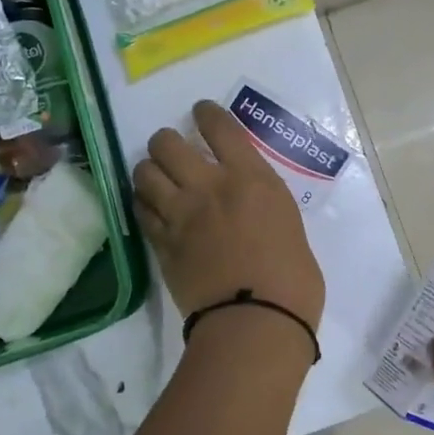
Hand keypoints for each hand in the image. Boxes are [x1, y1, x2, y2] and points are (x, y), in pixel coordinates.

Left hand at [132, 101, 324, 334]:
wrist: (256, 322)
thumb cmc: (293, 281)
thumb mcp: (289, 227)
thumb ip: (264, 206)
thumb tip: (249, 209)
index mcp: (251, 179)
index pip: (220, 127)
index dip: (206, 113)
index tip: (200, 112)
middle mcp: (209, 187)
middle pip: (168, 143)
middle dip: (167, 141)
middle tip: (173, 151)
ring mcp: (180, 215)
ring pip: (144, 173)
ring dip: (149, 170)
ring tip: (156, 177)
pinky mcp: (161, 244)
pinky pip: (140, 210)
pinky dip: (143, 203)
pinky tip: (150, 206)